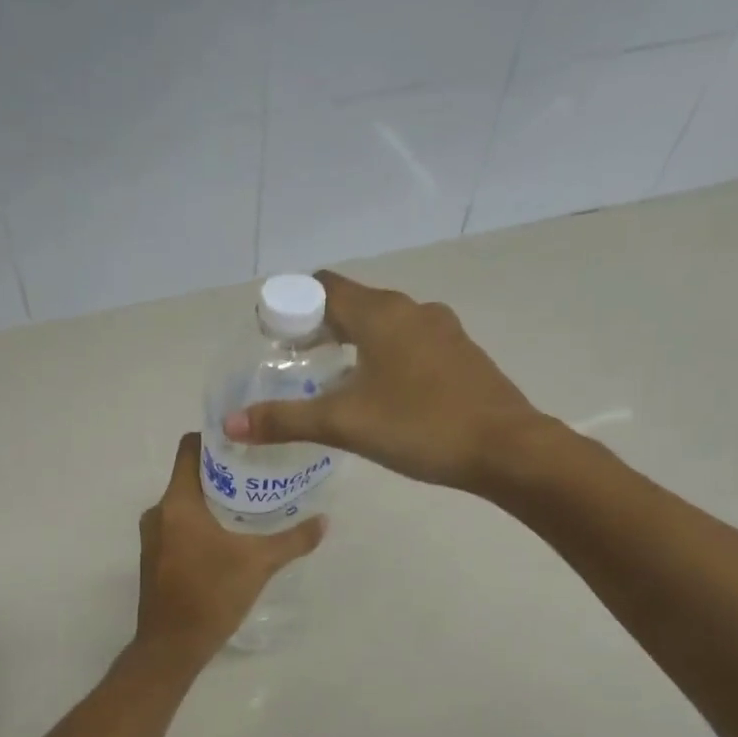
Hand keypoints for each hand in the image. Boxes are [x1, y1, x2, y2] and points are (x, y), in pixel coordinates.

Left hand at [133, 433, 324, 668]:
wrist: (171, 647)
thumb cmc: (211, 595)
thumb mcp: (259, 564)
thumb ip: (293, 539)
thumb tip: (324, 521)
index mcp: (177, 503)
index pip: (190, 448)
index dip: (215, 439)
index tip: (246, 443)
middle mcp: (158, 512)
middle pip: (190, 475)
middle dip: (223, 473)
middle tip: (259, 474)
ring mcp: (152, 537)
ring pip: (184, 503)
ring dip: (213, 500)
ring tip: (249, 504)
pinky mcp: (154, 558)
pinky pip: (179, 525)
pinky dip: (201, 523)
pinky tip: (229, 536)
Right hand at [222, 270, 561, 496]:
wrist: (506, 449)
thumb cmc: (420, 426)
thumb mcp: (344, 424)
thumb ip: (285, 420)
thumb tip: (231, 424)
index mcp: (381, 313)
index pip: (324, 287)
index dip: (293, 305)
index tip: (273, 337)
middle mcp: (412, 310)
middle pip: (354, 304)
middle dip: (320, 328)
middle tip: (294, 363)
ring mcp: (442, 331)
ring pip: (384, 325)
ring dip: (354, 343)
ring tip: (332, 381)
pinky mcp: (460, 355)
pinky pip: (410, 344)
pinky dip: (384, 357)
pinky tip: (380, 394)